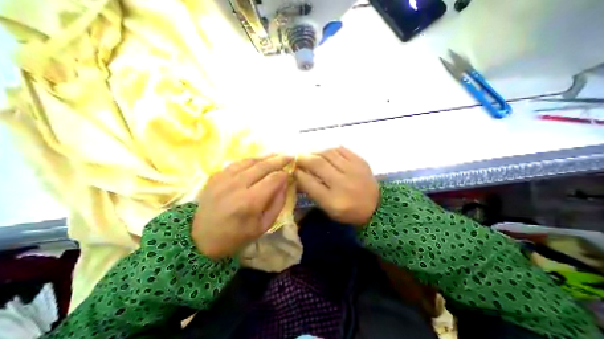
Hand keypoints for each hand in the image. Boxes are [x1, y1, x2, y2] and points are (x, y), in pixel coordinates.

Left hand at [190, 155, 291, 258]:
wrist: (201, 239)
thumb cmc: (236, 236)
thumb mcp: (264, 226)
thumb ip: (278, 203)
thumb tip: (285, 184)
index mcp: (249, 202)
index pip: (273, 180)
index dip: (284, 174)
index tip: (289, 173)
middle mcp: (236, 186)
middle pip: (262, 166)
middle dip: (278, 160)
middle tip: (289, 156)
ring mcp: (224, 179)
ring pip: (250, 161)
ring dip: (265, 157)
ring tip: (276, 155)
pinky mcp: (216, 176)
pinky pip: (237, 163)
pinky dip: (251, 160)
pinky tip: (258, 160)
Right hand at [294, 147, 375, 225]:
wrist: (376, 206)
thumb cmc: (348, 211)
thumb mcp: (328, 208)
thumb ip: (313, 192)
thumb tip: (299, 174)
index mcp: (334, 201)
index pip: (309, 182)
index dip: (298, 173)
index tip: (292, 169)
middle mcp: (343, 184)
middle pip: (318, 164)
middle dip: (303, 158)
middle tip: (297, 157)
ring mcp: (354, 170)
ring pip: (328, 153)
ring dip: (315, 151)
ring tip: (310, 154)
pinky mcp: (360, 161)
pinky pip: (341, 149)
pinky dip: (329, 149)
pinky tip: (325, 153)